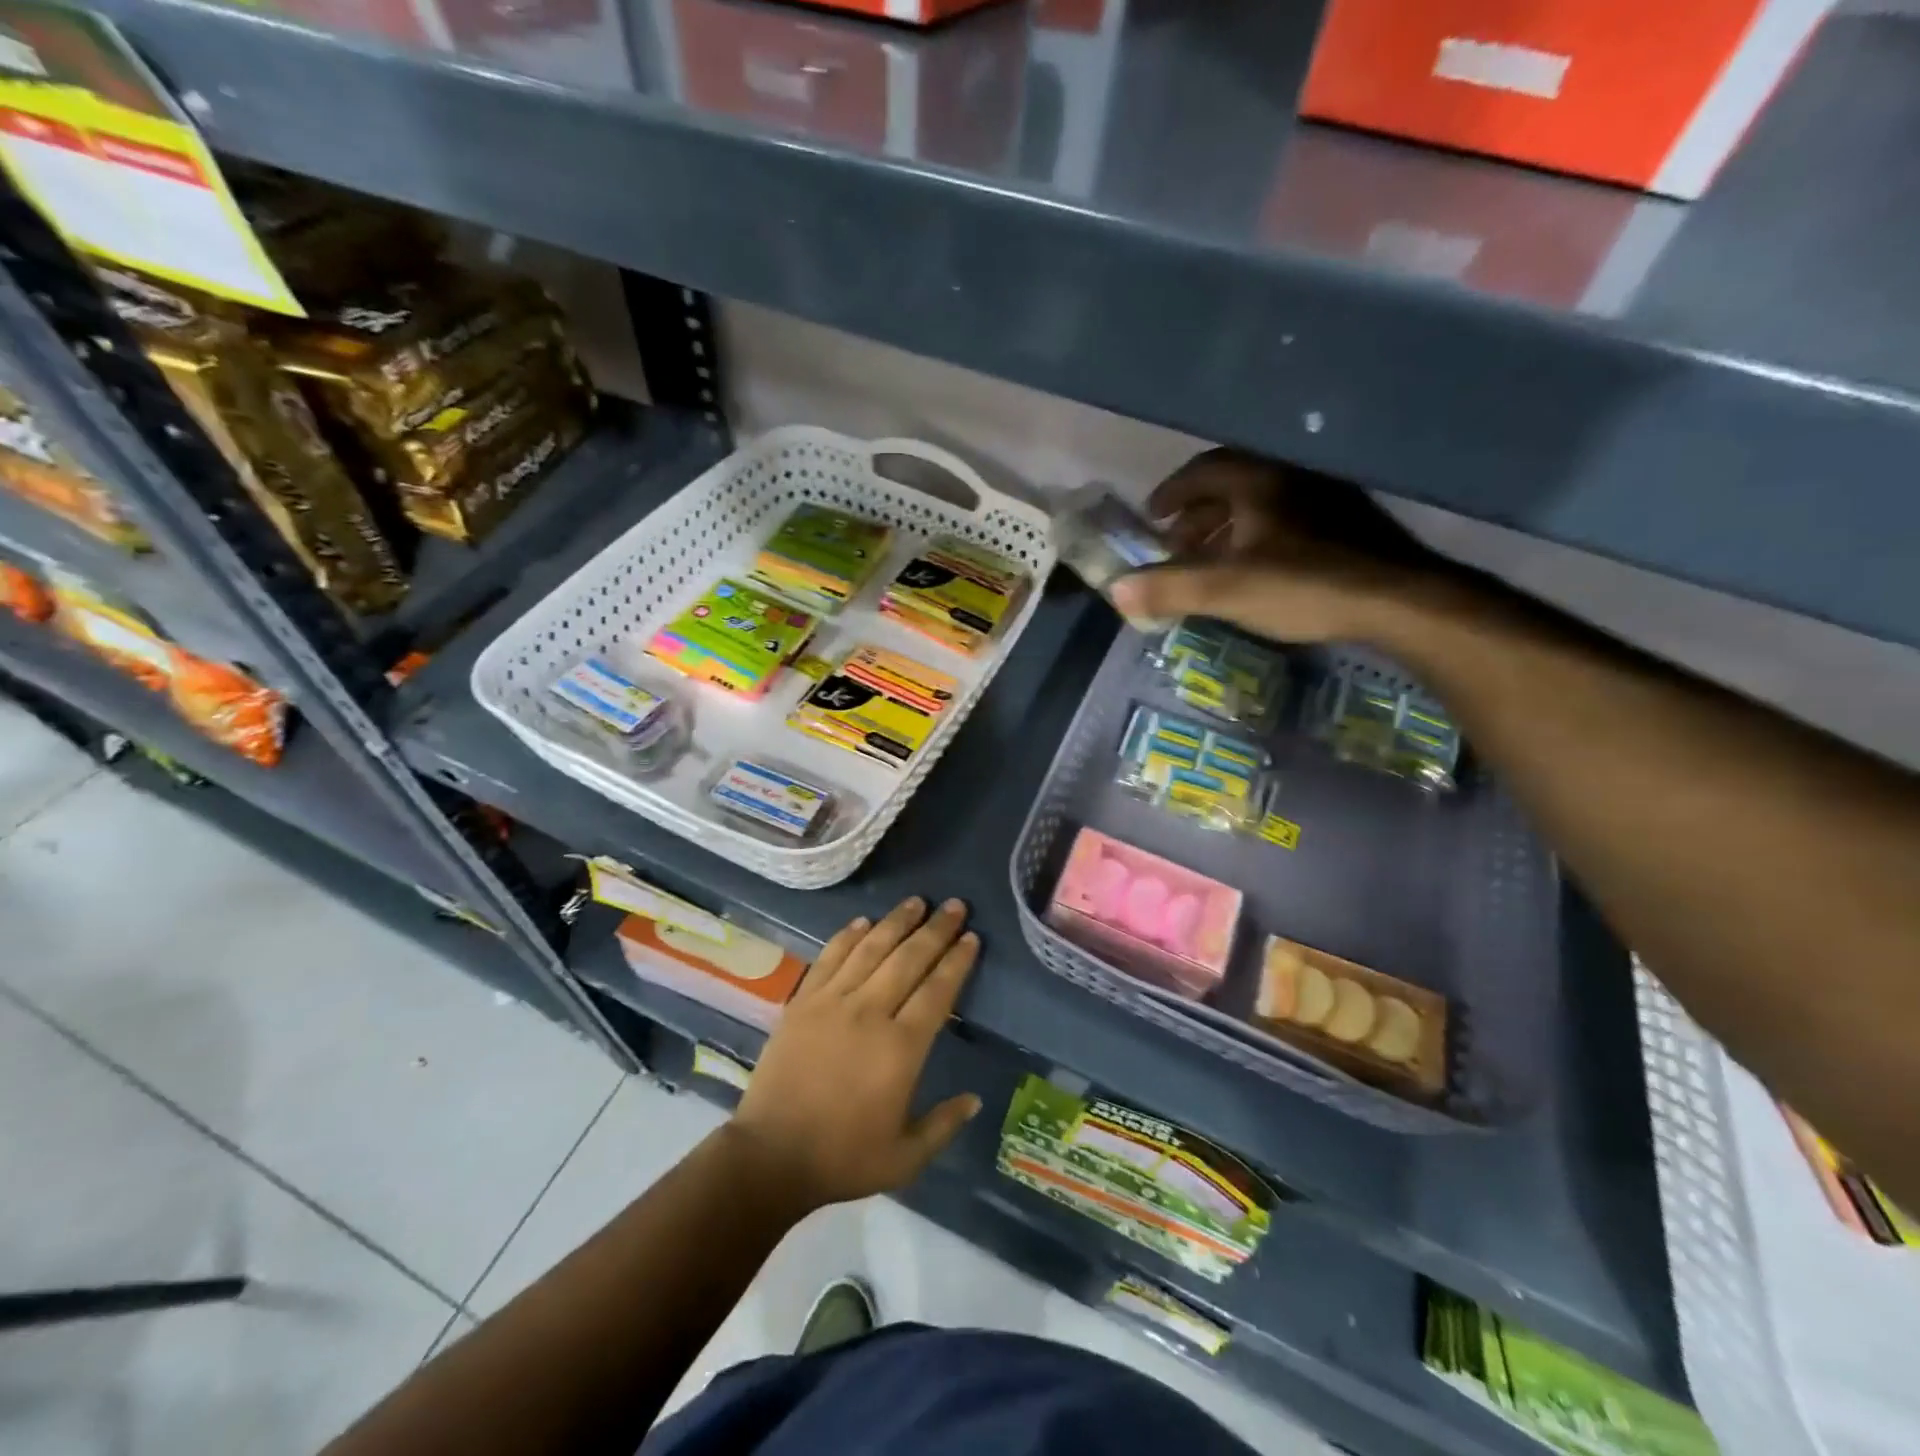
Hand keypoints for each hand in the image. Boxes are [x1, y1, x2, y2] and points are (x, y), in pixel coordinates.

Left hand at [728, 897, 980, 1212]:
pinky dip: (848, 935)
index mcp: (901, 1048)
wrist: (770, 1156)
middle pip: (909, 959)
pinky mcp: (802, 1002)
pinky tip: (864, 921)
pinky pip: (830, 957)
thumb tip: (975, 1099)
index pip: (937, 991)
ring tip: (916, 901)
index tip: (971, 937)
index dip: (956, 961)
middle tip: (954, 905)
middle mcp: (870, 1013)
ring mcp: (832, 1002)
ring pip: (871, 948)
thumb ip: (944, 1125)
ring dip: (896, 922)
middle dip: (935, 929)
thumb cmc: (842, 1158)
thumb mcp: (905, 1158)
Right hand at [1110, 448, 1443, 644]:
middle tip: (1176, 543)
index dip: (1172, 493)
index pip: (1203, 471)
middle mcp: (1291, 477)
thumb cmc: (1304, 586)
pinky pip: (1288, 519)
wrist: (1400, 600)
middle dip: (1197, 513)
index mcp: (1258, 481)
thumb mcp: (1225, 590)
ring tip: (1212, 559)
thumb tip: (1116, 591)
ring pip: (1262, 503)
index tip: (1151, 517)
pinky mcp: (1348, 523)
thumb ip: (1168, 588)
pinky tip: (1260, 568)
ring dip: (1228, 525)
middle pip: (1232, 483)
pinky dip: (1259, 536)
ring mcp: (1325, 498)